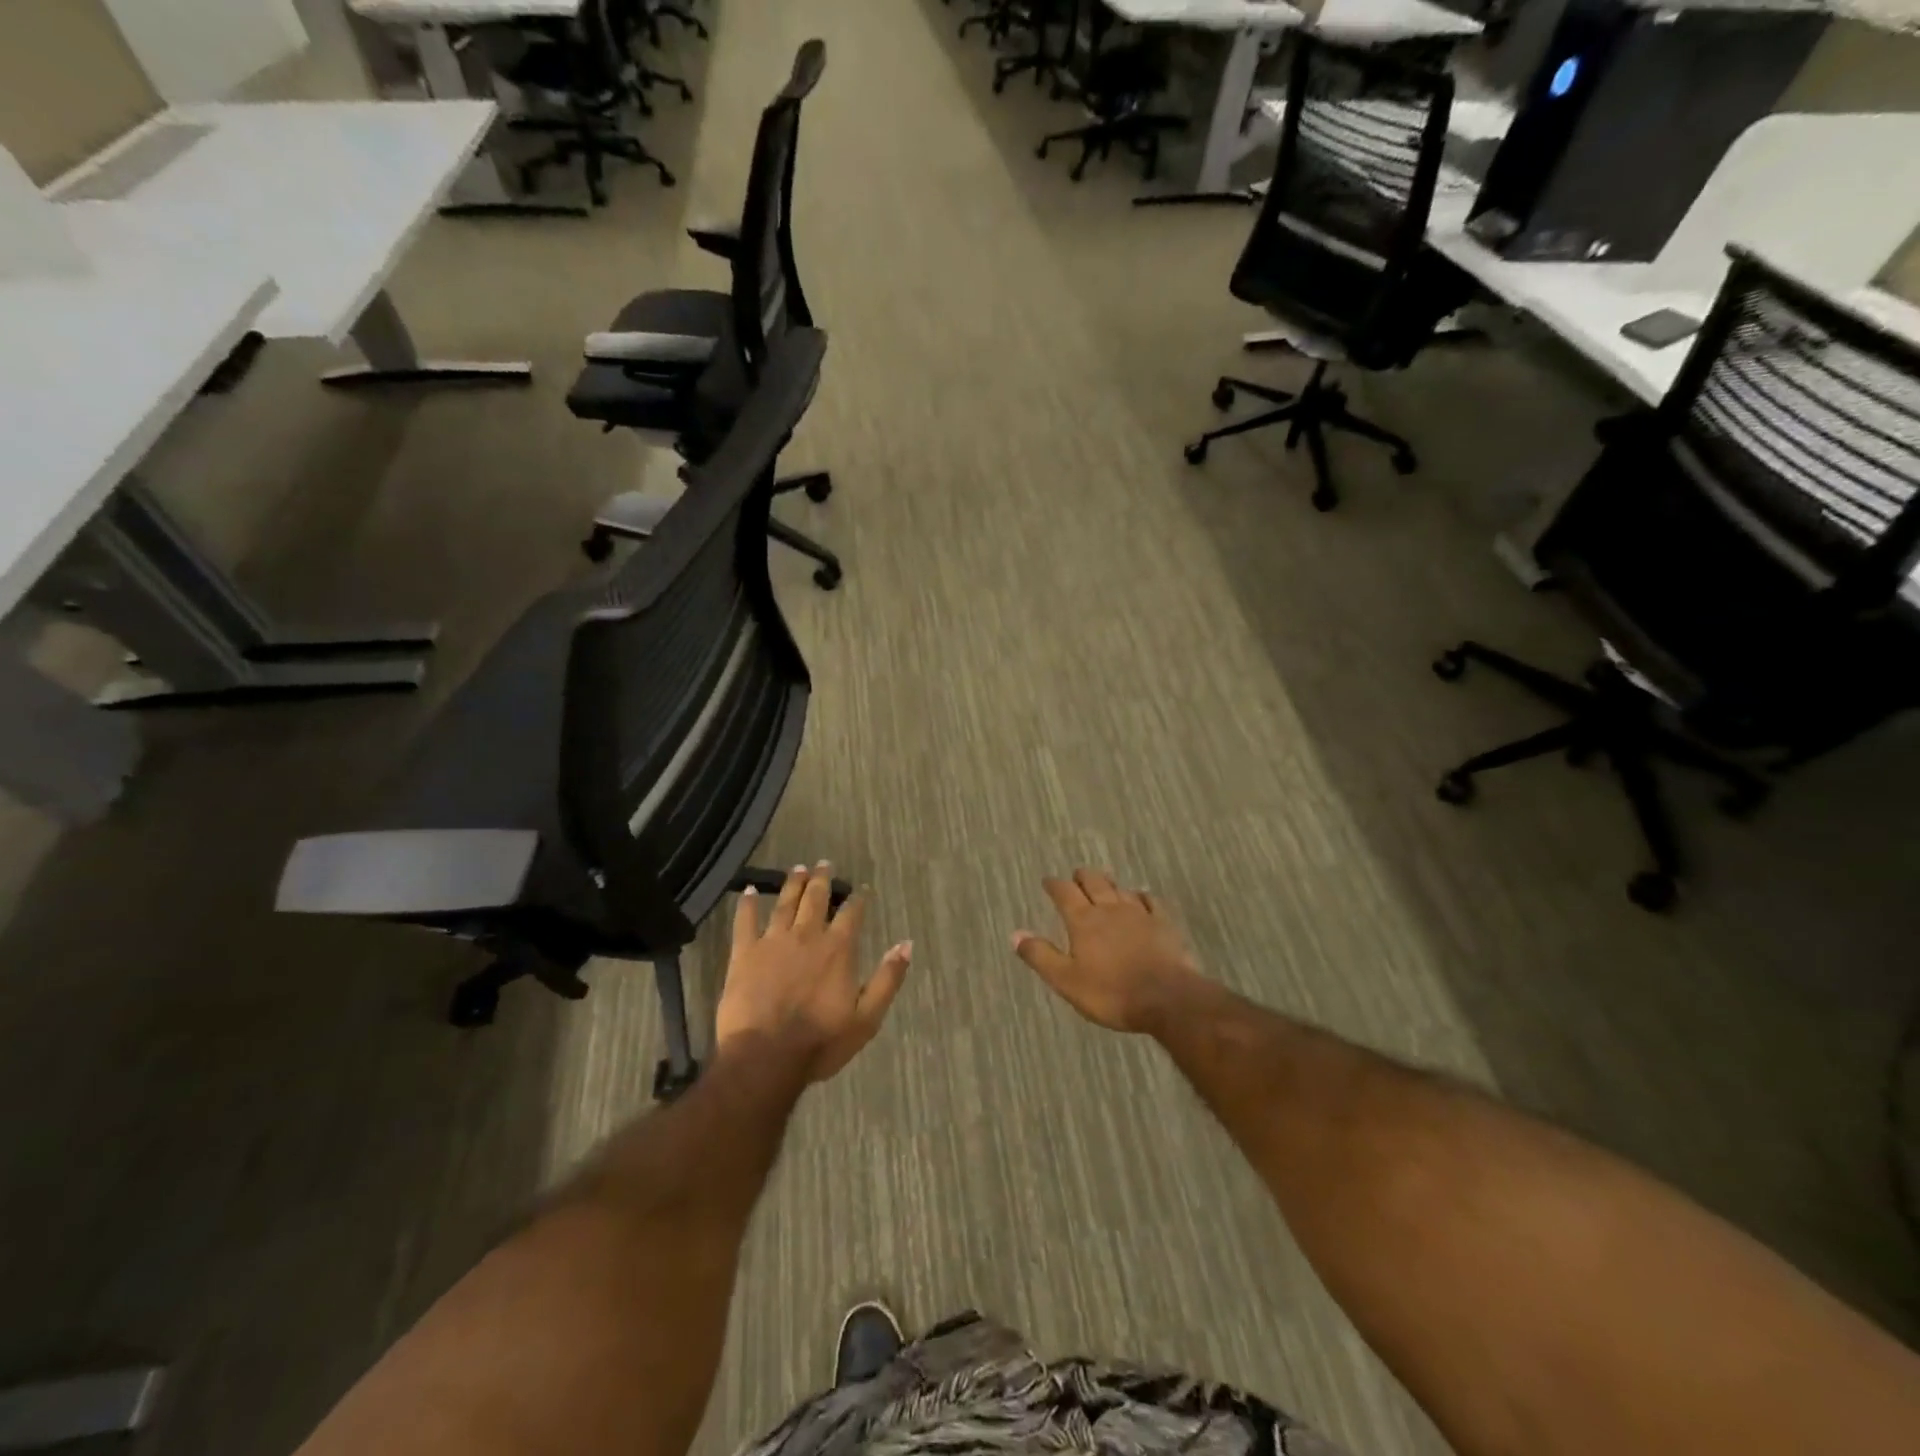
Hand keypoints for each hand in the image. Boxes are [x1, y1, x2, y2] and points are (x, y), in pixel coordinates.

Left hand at [716, 863, 910, 1083]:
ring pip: (784, 903)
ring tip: (798, 868)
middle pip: (816, 900)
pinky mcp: (744, 954)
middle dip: (822, 880)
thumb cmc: (820, 1043)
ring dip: (793, 884)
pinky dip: (746, 904)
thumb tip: (906, 944)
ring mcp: (773, 942)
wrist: (765, 1058)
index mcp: (838, 949)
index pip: (852, 914)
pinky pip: (745, 922)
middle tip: (824, 864)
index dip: (858, 899)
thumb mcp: (867, 1018)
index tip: (861, 889)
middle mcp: (807, 936)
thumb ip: (888, 979)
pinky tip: (746, 890)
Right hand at [1012, 869, 1202, 1033]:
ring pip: (1120, 889)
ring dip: (1108, 884)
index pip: (1064, 893)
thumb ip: (1040, 955)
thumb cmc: (1111, 993)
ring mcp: (1139, 914)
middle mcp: (1109, 909)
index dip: (1054, 885)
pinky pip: (1150, 901)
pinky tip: (1140, 898)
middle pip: (1093, 882)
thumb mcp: (1066, 981)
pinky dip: (1140, 896)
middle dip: (1082, 877)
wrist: (1167, 998)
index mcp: (1083, 921)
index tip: (1048, 881)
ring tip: (1103, 882)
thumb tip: (1015, 933)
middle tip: (1076, 876)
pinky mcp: (1163, 923)